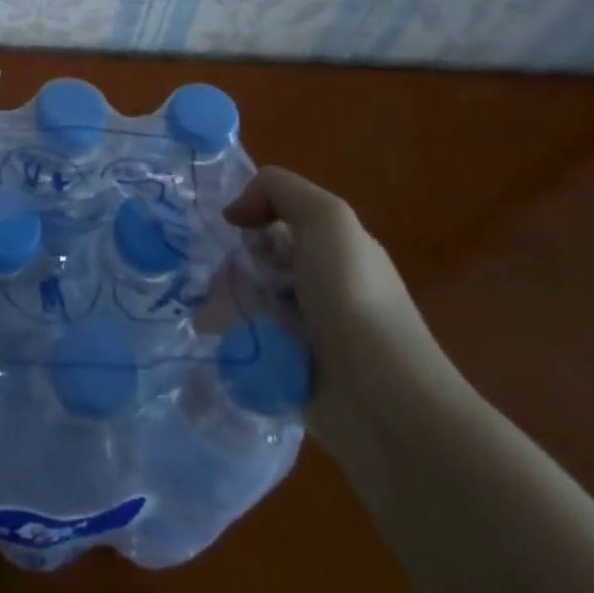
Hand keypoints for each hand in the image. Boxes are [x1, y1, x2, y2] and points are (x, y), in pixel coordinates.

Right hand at [224, 166, 450, 442]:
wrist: (383, 401)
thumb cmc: (354, 300)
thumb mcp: (327, 220)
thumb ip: (280, 191)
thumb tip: (235, 212)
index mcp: (336, 248)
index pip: (280, 217)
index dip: (252, 215)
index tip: (230, 229)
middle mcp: (322, 284)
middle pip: (259, 259)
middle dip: (232, 262)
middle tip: (218, 277)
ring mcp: (307, 330)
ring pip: (249, 299)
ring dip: (225, 300)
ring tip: (210, 314)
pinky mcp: (291, 369)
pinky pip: (248, 340)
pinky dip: (231, 337)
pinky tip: (218, 341)